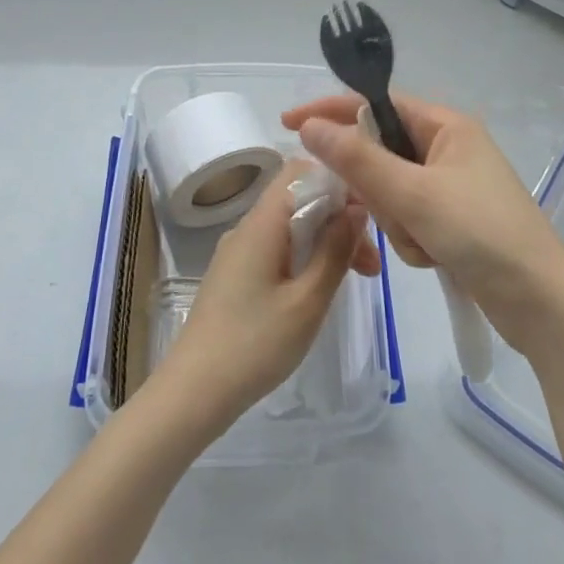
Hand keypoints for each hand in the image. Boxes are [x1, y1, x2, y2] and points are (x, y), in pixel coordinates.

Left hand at [147, 161, 380, 431]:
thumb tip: (357, 208)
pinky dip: (304, 257)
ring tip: (356, 279)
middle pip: (298, 200)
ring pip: (289, 227)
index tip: (367, 219)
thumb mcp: (307, 301)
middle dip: (338, 220)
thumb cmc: (255, 344)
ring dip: (324, 242)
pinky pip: (276, 248)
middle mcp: (247, 227)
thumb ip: (334, 250)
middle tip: (370, 265)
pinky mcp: (234, 275)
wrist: (193, 392)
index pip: (300, 171)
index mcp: (262, 223)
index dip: (337, 184)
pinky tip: (319, 289)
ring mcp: (237, 252)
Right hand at [283, 95, 563, 355]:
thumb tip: (310, 126)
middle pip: (379, 152)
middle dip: (378, 189)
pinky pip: (406, 218)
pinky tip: (435, 258)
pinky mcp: (451, 220)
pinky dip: (411, 239)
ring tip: (426, 243)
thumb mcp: (414, 194)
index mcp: (445, 125)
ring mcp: (449, 186)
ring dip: (397, 222)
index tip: (289, 124)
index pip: (375, 104)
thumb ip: (358, 160)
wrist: (541, 304)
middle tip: (395, 213)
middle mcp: (446, 148)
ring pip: (389, 192)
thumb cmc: (482, 233)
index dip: (332, 111)